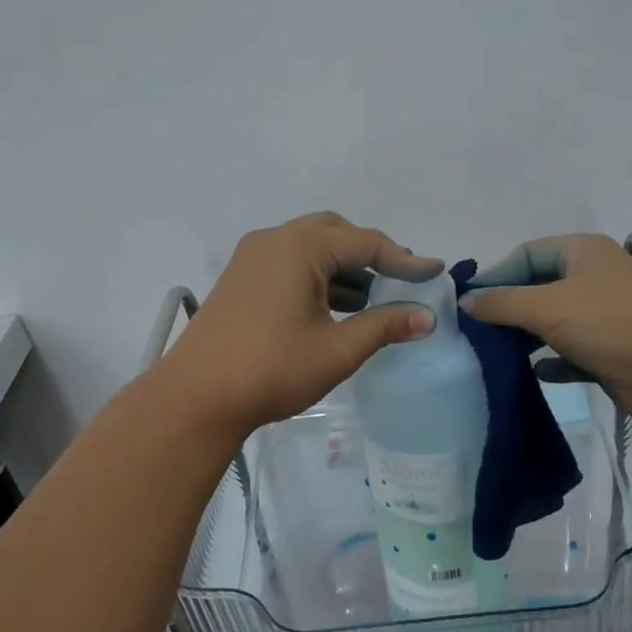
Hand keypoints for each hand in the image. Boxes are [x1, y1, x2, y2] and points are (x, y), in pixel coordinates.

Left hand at [160, 213, 443, 432]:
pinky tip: (335, 309)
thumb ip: (384, 326)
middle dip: (371, 255)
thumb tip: (426, 317)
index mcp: (300, 247)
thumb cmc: (272, 369)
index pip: (365, 243)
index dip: (405, 259)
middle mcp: (274, 240)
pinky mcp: (240, 279)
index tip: (436, 272)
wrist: (195, 397)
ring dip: (344, 268)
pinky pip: (290, 264)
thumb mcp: (337, 349)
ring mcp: (252, 258)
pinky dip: (318, 277)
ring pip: (311, 248)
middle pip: (335, 233)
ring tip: (372, 300)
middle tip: (400, 281)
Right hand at [460, 234, 631, 419]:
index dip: (496, 275)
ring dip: (527, 335)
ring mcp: (604, 314)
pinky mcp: (610, 349)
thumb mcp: (546, 306)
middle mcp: (594, 277)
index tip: (469, 303)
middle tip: (479, 330)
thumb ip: (501, 303)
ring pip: (554, 320)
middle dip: (509, 308)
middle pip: (538, 286)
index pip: (526, 253)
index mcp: (582, 251)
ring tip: (497, 352)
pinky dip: (552, 361)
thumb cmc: (607, 323)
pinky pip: (571, 351)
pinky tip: (535, 372)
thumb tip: (466, 302)